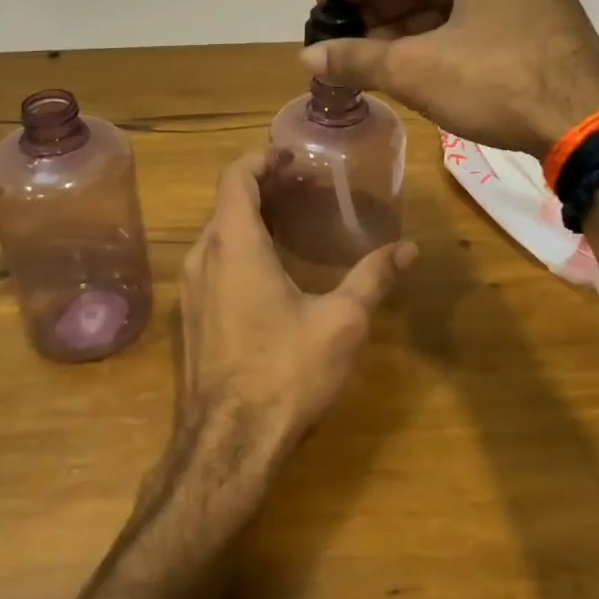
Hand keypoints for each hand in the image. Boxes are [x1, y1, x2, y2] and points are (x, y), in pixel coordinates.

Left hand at [173, 149, 415, 465]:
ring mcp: (190, 289)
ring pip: (217, 233)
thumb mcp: (341, 322)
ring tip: (289, 219)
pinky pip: (211, 261)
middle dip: (261, 185)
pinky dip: (238, 246)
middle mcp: (203, 256)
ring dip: (248, 217)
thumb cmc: (285, 372)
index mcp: (234, 244)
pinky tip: (269, 268)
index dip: (261, 158)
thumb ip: (373, 278)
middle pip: (226, 202)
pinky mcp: (190, 317)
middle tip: (302, 184)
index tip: (290, 154)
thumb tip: (408, 248)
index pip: (236, 177)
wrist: (227, 444)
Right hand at [304, 0, 598, 157]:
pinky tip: (412, 62)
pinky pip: (477, 17)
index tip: (327, 8)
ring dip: (408, 26)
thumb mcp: (416, 68)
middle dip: (381, 7)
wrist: (588, 128)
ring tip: (369, 55)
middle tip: (343, 36)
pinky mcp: (542, 21)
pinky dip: (441, 36)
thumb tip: (305, 57)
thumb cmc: (497, 81)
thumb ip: (356, 58)